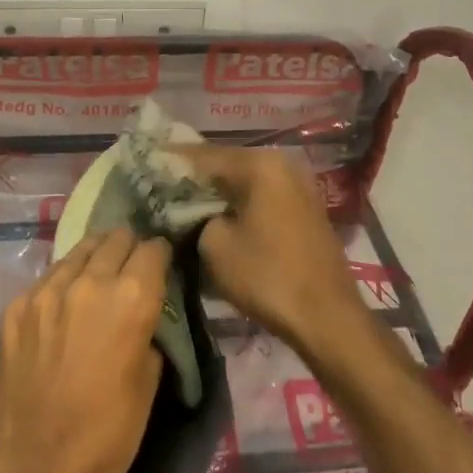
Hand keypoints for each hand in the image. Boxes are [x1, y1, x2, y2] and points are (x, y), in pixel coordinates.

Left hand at [0, 229, 167, 472]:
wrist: (40, 467)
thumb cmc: (110, 432)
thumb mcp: (150, 377)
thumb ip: (148, 327)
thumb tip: (143, 310)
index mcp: (131, 297)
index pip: (152, 249)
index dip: (160, 253)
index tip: (160, 262)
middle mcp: (89, 281)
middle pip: (114, 239)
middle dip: (127, 248)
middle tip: (130, 266)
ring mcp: (46, 290)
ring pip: (78, 252)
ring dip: (93, 260)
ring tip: (97, 277)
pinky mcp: (16, 306)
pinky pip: (47, 280)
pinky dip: (62, 285)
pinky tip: (63, 309)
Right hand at [178, 146, 370, 361]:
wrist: (327, 317)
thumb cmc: (267, 276)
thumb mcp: (214, 245)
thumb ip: (193, 215)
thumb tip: (189, 209)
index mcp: (259, 164)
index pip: (202, 154)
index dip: (171, 161)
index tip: (144, 164)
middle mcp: (281, 163)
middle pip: (225, 164)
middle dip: (193, 176)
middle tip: (159, 185)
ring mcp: (297, 185)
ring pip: (244, 181)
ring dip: (216, 191)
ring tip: (182, 201)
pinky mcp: (304, 208)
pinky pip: (260, 196)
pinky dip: (237, 203)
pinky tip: (217, 215)